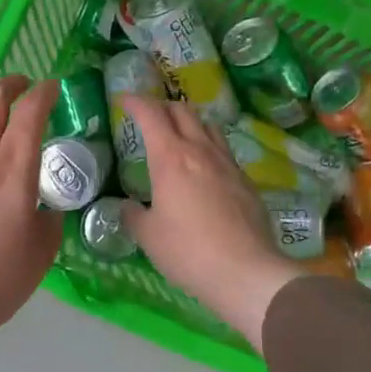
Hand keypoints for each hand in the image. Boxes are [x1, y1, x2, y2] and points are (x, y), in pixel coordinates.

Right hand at [120, 97, 297, 351]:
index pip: (151, 114)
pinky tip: (205, 168)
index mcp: (171, 157)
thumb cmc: (188, 250)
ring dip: (190, 122)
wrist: (245, 271)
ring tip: (180, 134)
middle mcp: (201, 150)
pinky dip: (208, 147)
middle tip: (150, 115)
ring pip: (208, 126)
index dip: (135, 102)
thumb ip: (133, 215)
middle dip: (163, 106)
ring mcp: (228, 163)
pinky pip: (224, 151)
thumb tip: (128, 206)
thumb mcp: (149, 236)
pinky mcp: (246, 181)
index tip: (124, 100)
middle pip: (183, 111)